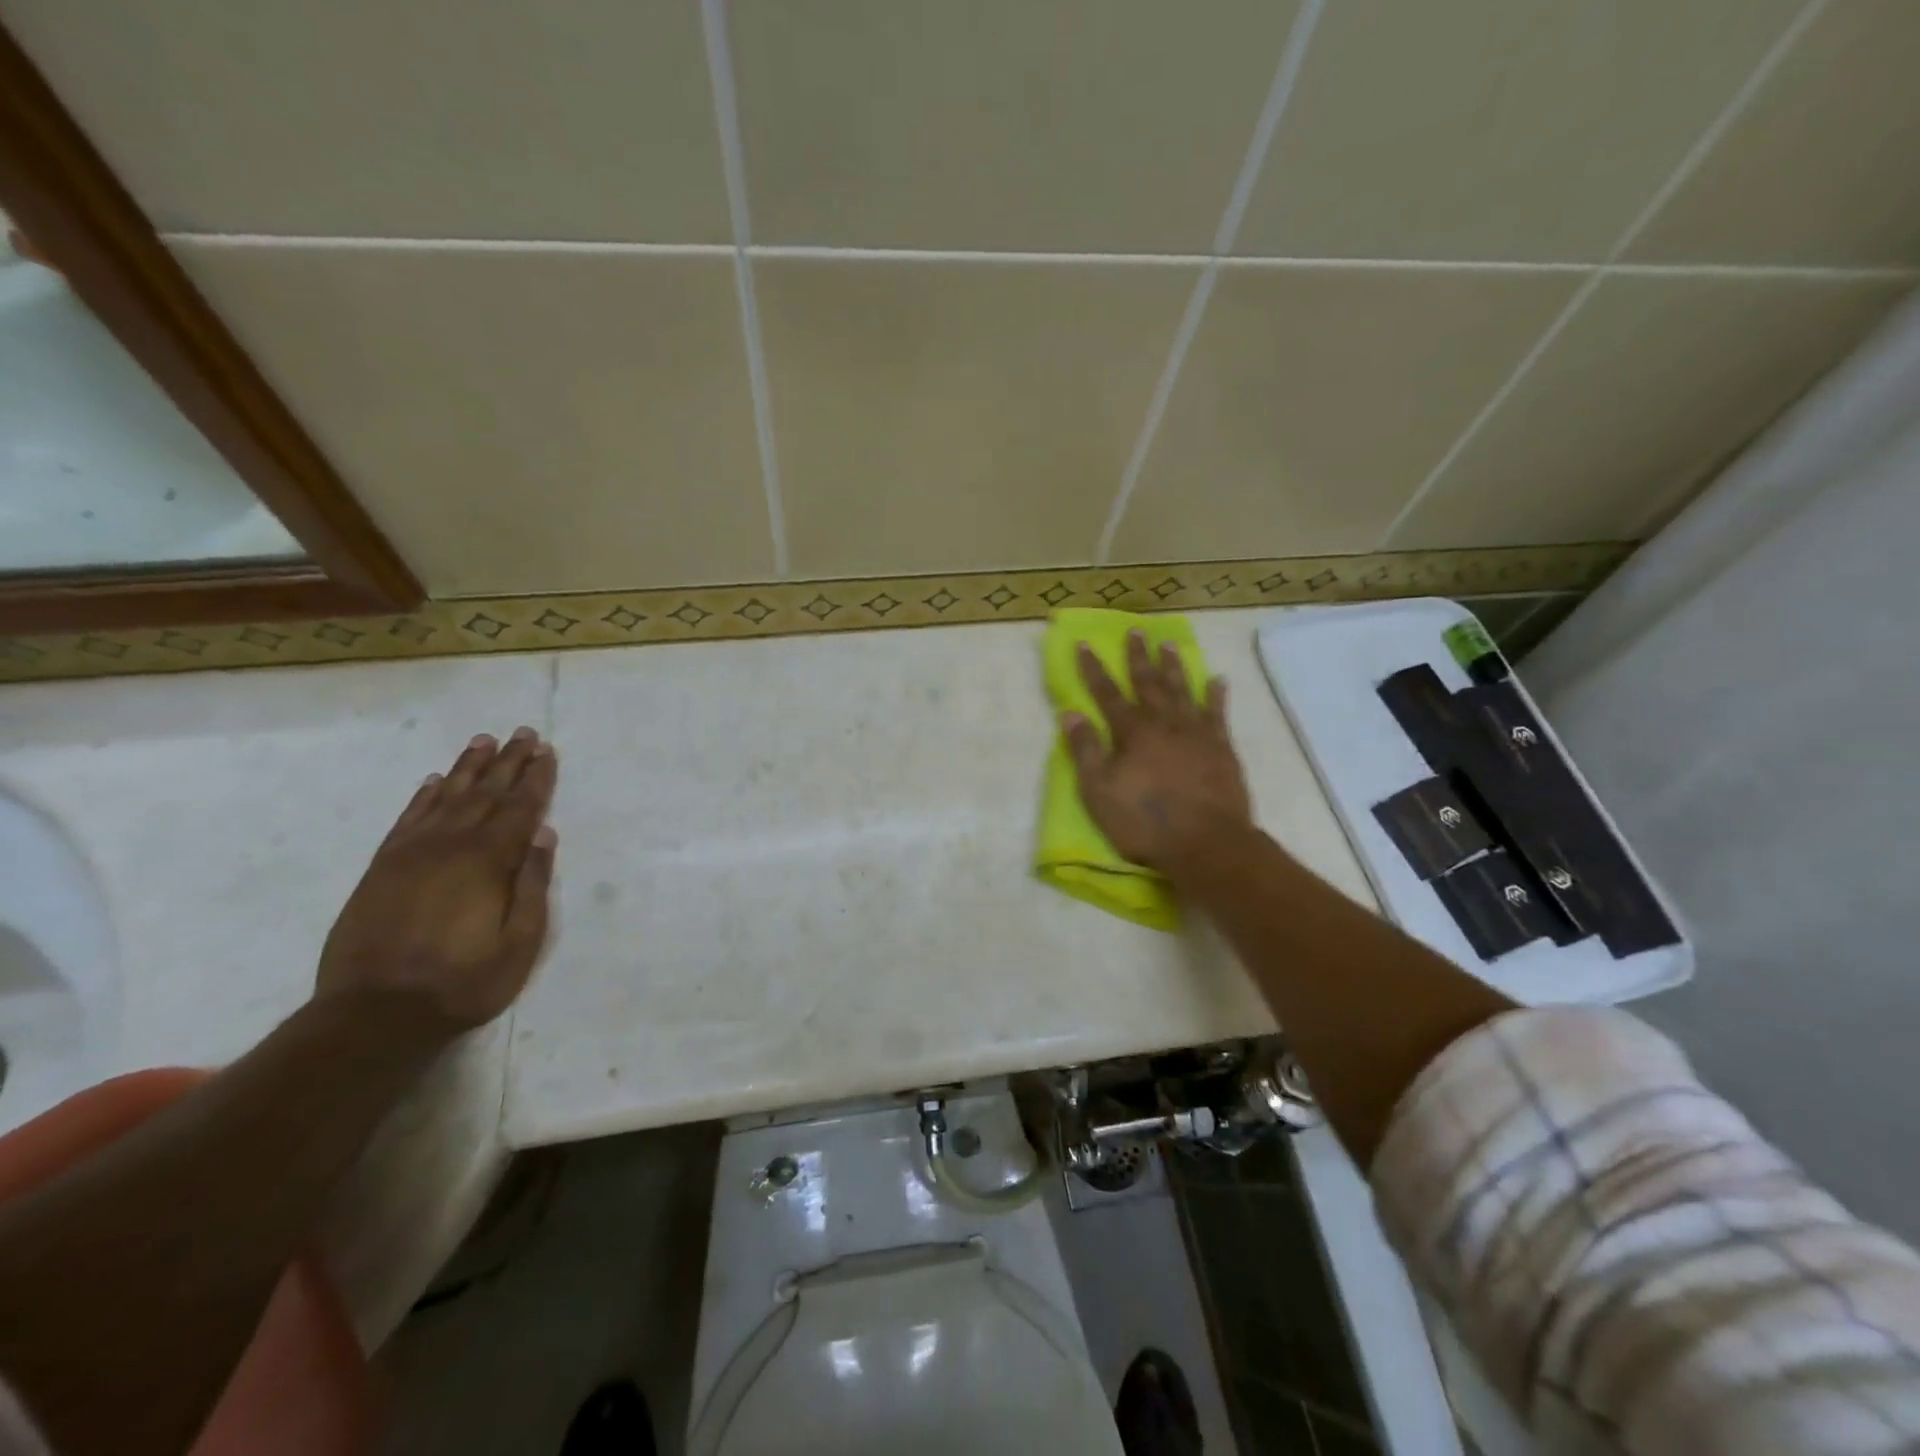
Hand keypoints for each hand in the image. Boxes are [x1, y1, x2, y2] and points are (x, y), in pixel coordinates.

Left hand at [316, 727, 558, 1039]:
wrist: (374, 1014)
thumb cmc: (463, 982)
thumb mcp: (520, 942)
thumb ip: (532, 885)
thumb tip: (543, 835)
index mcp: (487, 862)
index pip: (520, 809)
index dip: (536, 779)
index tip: (547, 751)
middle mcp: (449, 846)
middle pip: (485, 793)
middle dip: (508, 762)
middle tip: (524, 733)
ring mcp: (410, 854)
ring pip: (445, 797)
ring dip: (467, 768)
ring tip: (484, 741)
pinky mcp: (381, 868)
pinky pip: (407, 819)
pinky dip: (423, 796)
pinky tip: (434, 781)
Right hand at [1062, 631, 1252, 878]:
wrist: (1206, 843)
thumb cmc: (1145, 822)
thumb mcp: (1099, 791)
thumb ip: (1085, 750)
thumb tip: (1069, 714)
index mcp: (1132, 733)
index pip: (1107, 694)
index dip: (1094, 670)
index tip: (1085, 645)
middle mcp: (1164, 723)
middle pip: (1148, 683)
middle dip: (1138, 657)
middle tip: (1136, 630)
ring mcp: (1197, 734)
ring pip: (1182, 690)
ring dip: (1174, 667)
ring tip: (1169, 644)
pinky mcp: (1222, 749)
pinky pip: (1218, 714)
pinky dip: (1215, 695)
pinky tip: (1216, 680)